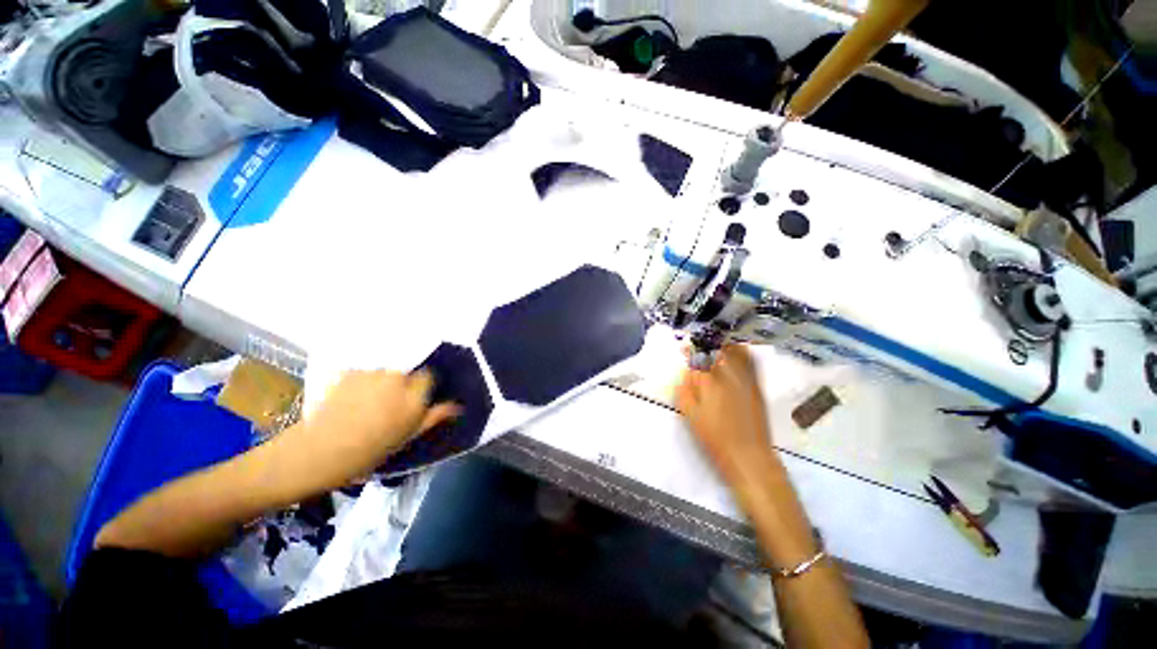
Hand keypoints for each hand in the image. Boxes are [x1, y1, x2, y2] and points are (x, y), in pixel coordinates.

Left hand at [282, 369, 458, 486]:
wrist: (317, 452)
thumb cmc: (368, 452)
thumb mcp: (407, 438)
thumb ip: (434, 417)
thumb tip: (458, 406)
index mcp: (414, 397)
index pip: (428, 377)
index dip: (421, 387)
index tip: (413, 401)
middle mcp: (397, 379)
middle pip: (406, 373)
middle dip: (402, 384)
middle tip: (388, 405)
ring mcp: (371, 374)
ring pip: (385, 372)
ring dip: (381, 382)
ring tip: (366, 403)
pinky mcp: (349, 372)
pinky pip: (364, 372)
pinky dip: (361, 381)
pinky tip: (350, 399)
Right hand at [676, 345, 776, 484]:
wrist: (749, 455)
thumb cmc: (714, 436)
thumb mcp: (690, 412)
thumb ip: (686, 388)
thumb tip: (687, 371)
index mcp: (710, 379)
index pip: (699, 355)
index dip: (691, 349)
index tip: (685, 348)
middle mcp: (730, 373)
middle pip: (719, 348)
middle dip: (708, 343)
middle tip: (700, 345)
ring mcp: (747, 378)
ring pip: (737, 351)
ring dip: (725, 345)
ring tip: (717, 346)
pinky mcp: (757, 386)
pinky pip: (750, 361)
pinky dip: (741, 353)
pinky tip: (736, 355)